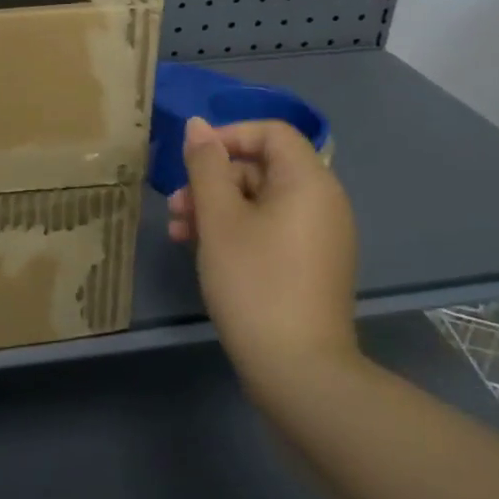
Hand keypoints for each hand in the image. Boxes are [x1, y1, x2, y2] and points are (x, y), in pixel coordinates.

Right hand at [167, 117, 360, 397]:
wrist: (299, 372)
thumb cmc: (255, 282)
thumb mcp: (219, 218)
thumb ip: (206, 165)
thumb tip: (198, 125)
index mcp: (308, 182)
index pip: (271, 132)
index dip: (228, 136)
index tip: (192, 158)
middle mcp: (322, 202)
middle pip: (262, 167)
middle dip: (213, 179)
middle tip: (176, 206)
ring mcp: (319, 237)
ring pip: (261, 201)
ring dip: (216, 208)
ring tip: (178, 233)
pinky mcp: (310, 266)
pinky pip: (271, 229)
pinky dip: (236, 231)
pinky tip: (201, 251)